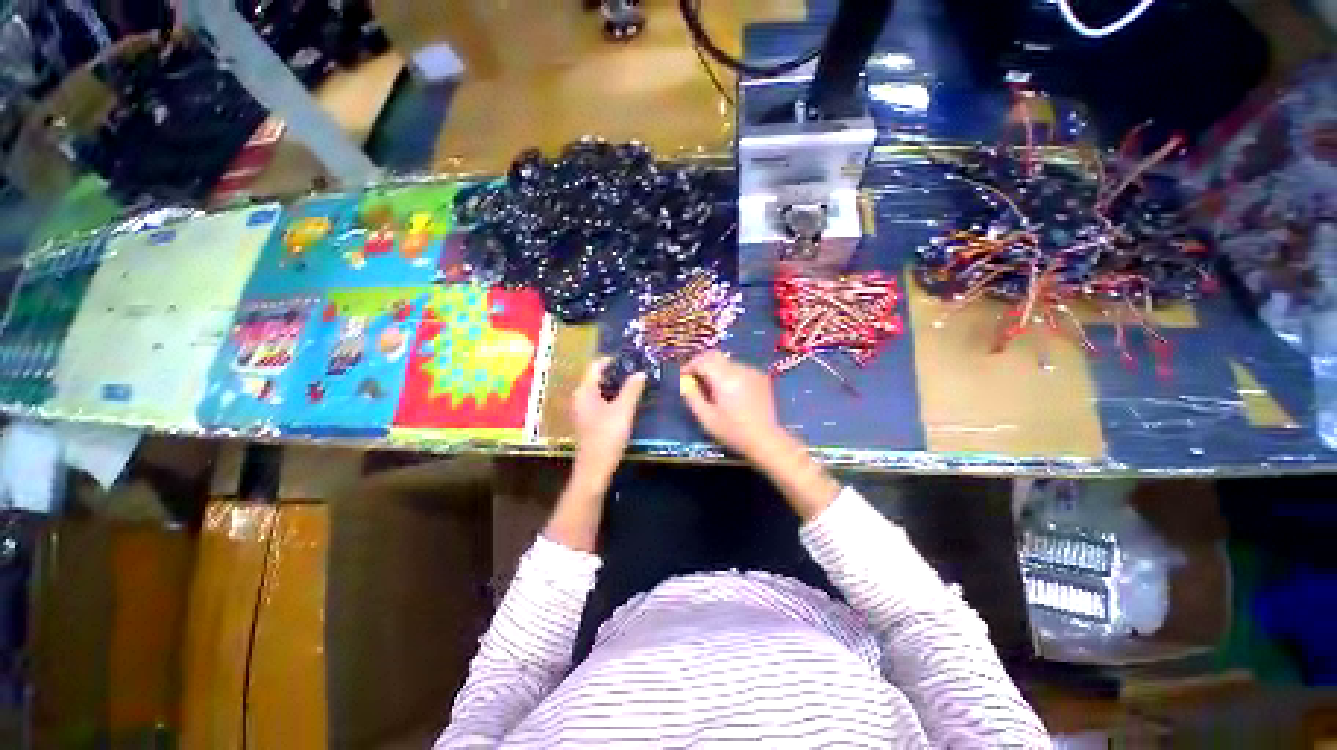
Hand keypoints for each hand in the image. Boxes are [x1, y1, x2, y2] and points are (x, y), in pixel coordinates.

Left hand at [570, 357, 646, 489]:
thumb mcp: (623, 410)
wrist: (594, 469)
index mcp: (584, 391)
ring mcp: (582, 410)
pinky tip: (628, 402)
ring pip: (600, 391)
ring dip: (617, 386)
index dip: (613, 360)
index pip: (596, 366)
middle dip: (617, 373)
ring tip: (636, 384)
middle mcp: (580, 397)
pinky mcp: (588, 422)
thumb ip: (632, 389)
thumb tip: (640, 373)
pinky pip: (601, 402)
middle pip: (598, 378)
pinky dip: (613, 398)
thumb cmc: (607, 436)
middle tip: (637, 371)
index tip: (632, 359)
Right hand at [679, 350, 787, 464]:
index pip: (702, 361)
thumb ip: (692, 397)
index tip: (683, 376)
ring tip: (712, 388)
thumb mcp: (706, 418)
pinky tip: (730, 391)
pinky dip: (729, 374)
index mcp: (725, 378)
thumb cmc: (733, 432)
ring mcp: (752, 371)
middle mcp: (739, 369)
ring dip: (715, 369)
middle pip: (715, 355)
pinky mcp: (760, 376)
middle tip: (694, 377)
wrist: (765, 440)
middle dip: (701, 363)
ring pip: (726, 361)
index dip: (689, 366)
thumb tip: (685, 381)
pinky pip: (739, 368)